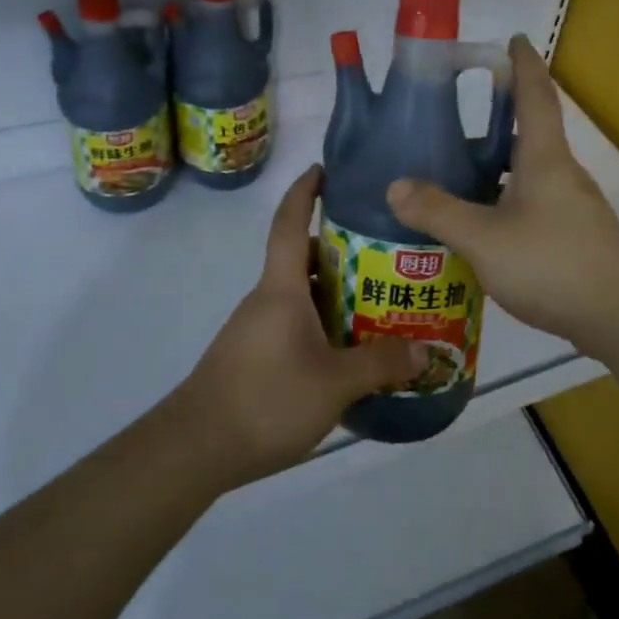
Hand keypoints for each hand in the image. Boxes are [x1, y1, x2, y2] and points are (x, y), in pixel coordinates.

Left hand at [167, 165, 425, 485]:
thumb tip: (424, 350)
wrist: (194, 448)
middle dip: (342, 252)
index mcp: (281, 287)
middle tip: (387, 258)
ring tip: (379, 307)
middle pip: (304, 260)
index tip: (324, 170)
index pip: (290, 222)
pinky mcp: (254, 357)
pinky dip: (322, 326)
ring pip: (301, 296)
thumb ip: (380, 364)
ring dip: (335, 295)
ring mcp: (256, 329)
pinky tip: (347, 354)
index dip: (305, 191)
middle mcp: (266, 299)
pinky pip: (294, 325)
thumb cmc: (266, 399)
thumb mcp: (334, 383)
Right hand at [386, 35, 618, 350]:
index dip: (523, 65)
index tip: (514, 39)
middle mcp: (561, 174)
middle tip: (453, 118)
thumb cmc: (554, 263)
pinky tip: (479, 227)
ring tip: (453, 174)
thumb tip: (395, 185)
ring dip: (495, 167)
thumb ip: (438, 211)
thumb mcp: (484, 238)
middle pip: (528, 134)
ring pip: (527, 174)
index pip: (535, 96)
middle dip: (496, 120)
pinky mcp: (573, 238)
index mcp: (544, 158)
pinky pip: (531, 205)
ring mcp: (571, 208)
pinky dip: (503, 202)